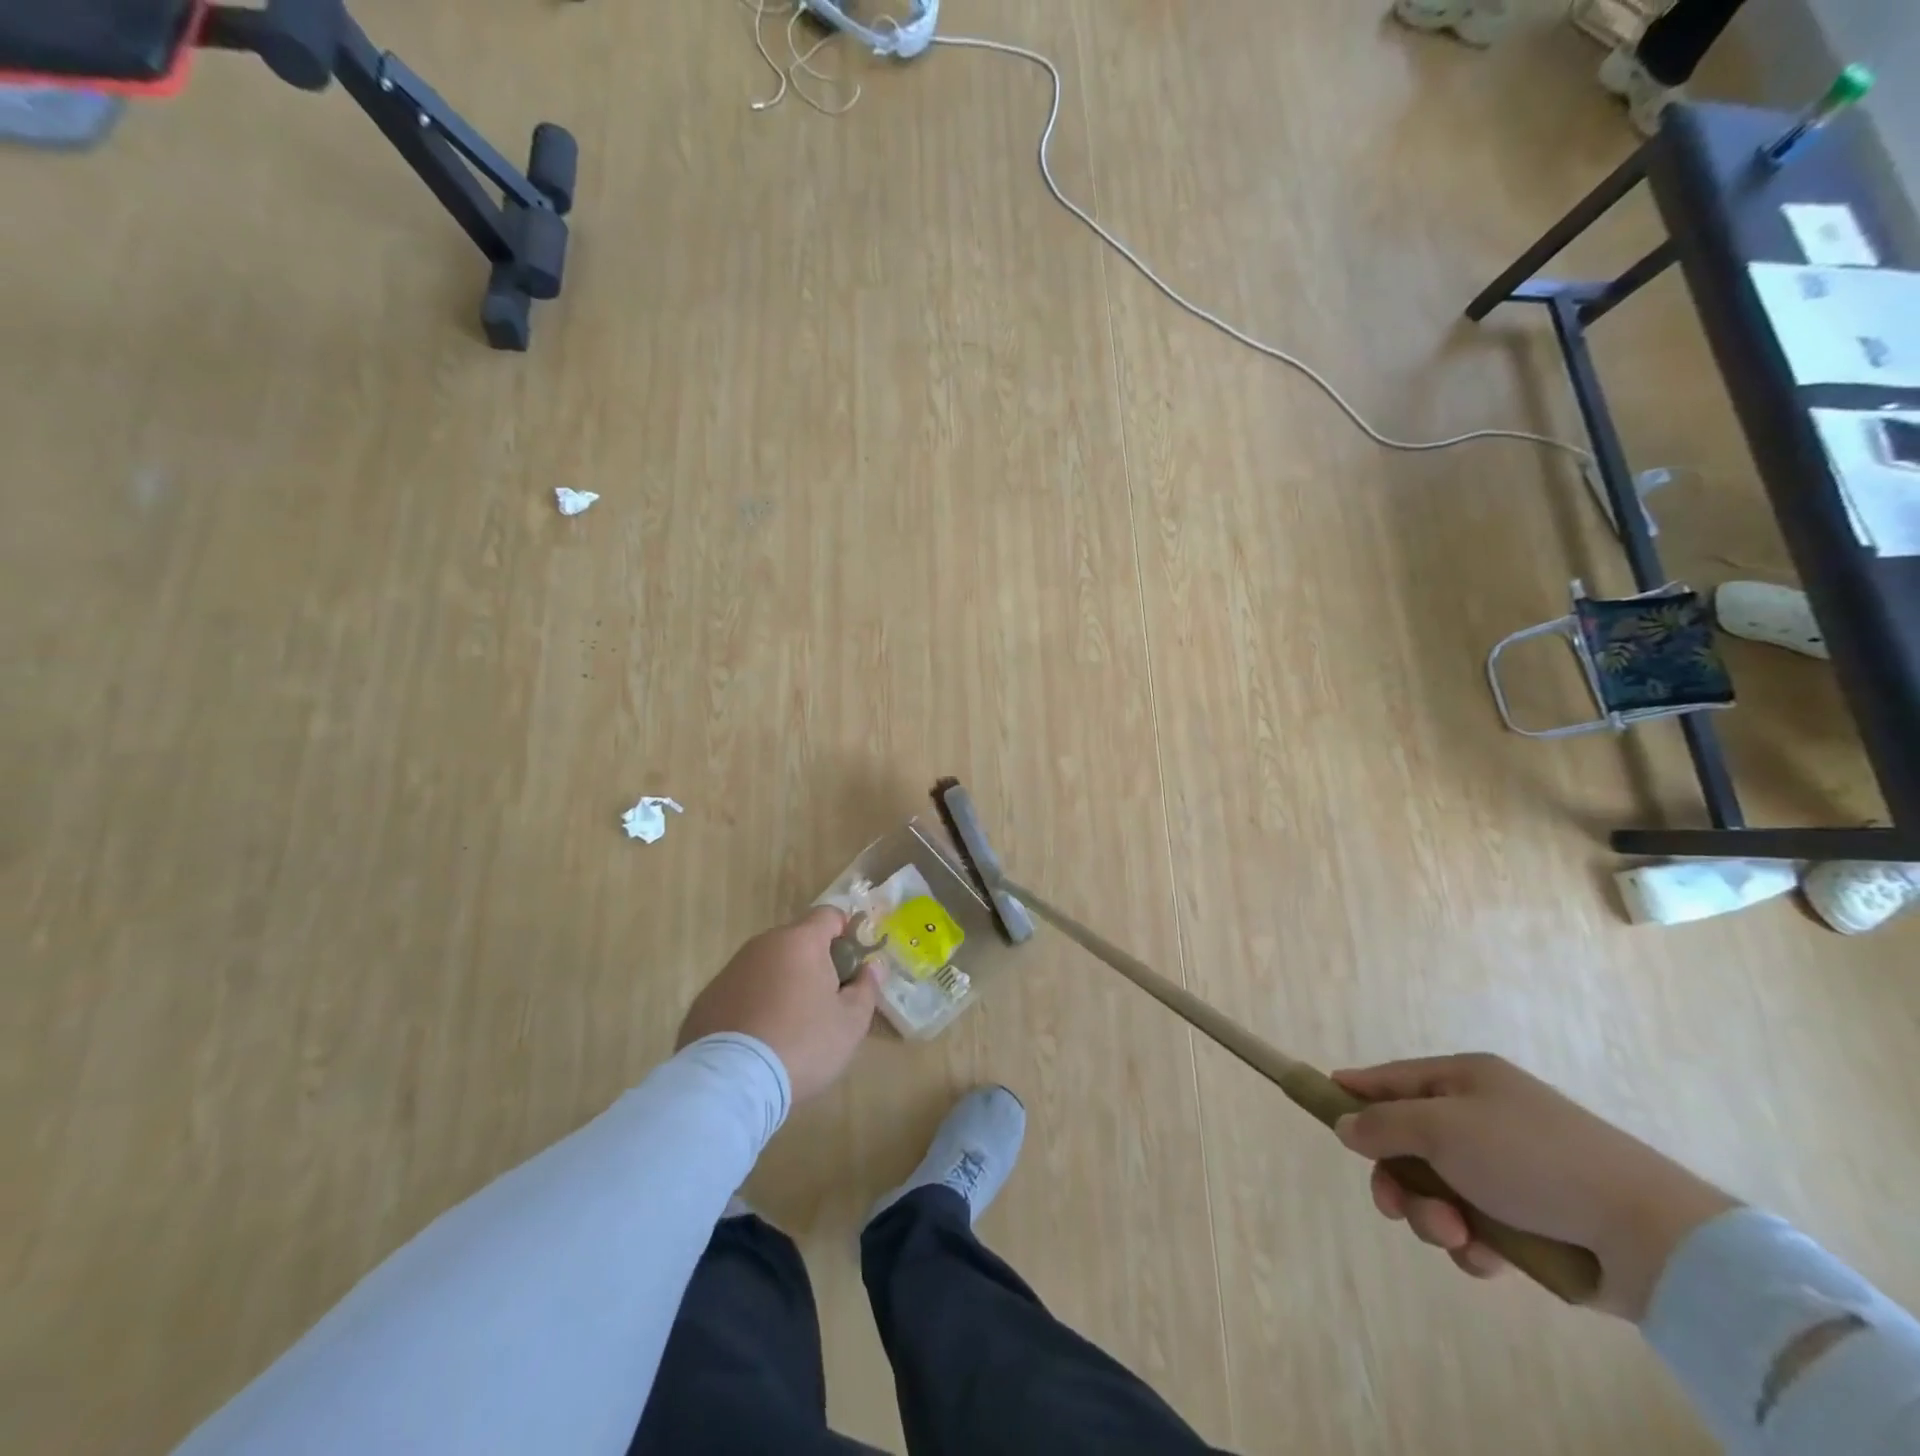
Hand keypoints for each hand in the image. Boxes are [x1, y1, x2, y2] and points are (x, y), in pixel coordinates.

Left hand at [677, 907, 881, 1102]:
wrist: (730, 1084)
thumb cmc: (802, 1044)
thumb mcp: (851, 1023)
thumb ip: (867, 988)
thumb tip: (872, 967)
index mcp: (800, 941)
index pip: (829, 915)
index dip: (845, 935)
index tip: (851, 967)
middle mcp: (762, 945)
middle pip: (796, 941)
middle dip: (813, 963)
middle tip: (824, 1003)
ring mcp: (729, 971)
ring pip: (766, 966)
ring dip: (781, 984)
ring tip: (788, 1028)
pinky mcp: (705, 999)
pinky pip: (740, 992)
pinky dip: (752, 1006)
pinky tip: (756, 1042)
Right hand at [1331, 1053, 1736, 1319]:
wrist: (1648, 1235)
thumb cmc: (1531, 1159)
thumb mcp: (1442, 1128)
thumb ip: (1383, 1124)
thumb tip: (1345, 1124)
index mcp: (1466, 1081)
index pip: (1393, 1078)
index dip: (1356, 1090)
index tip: (1322, 1101)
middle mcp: (1483, 1118)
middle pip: (1409, 1142)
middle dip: (1397, 1177)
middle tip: (1394, 1205)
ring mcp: (1508, 1170)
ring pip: (1437, 1191)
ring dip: (1433, 1216)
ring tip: (1456, 1236)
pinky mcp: (1530, 1220)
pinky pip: (1474, 1227)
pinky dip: (1471, 1244)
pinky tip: (1486, 1257)